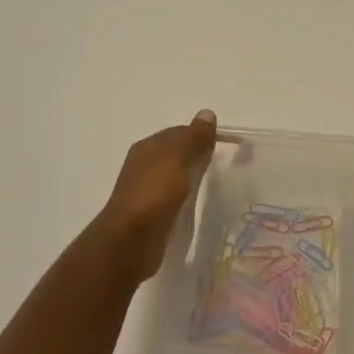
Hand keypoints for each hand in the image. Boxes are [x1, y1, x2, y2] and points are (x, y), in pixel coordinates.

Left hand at [93, 111, 218, 282]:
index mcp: (147, 147)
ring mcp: (145, 190)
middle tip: (221, 163)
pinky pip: (172, 197)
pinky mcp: (150, 214)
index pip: (178, 132)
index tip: (222, 144)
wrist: (131, 241)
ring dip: (190, 176)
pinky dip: (184, 196)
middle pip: (175, 153)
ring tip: (213, 183)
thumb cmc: (154, 193)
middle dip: (195, 155)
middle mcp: (144, 165)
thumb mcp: (178, 158)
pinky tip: (196, 203)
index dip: (199, 135)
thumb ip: (194, 137)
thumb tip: (207, 112)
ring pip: (173, 176)